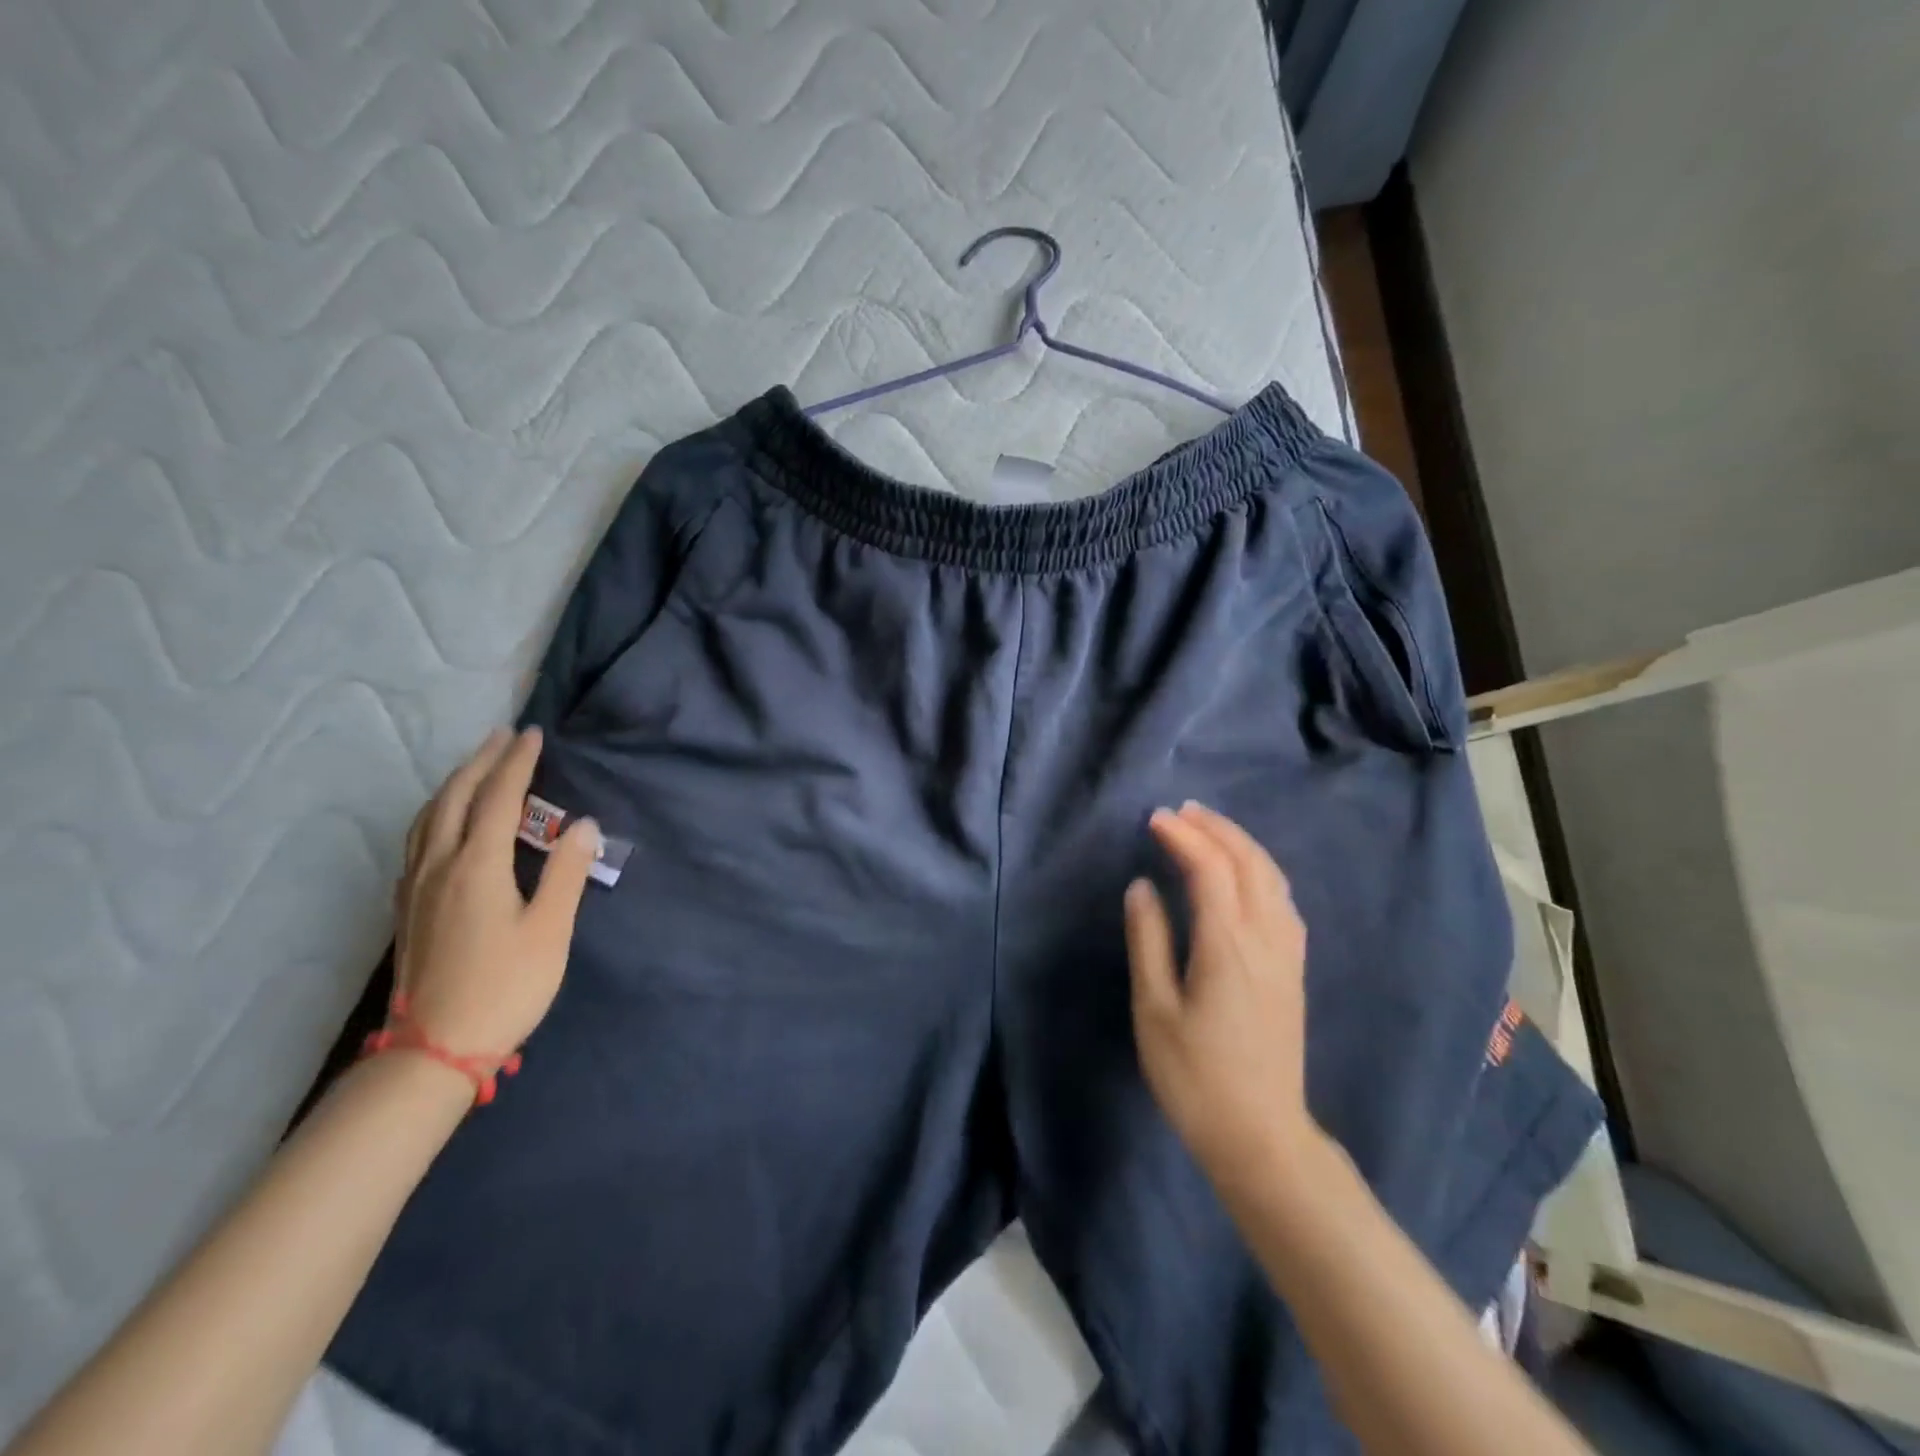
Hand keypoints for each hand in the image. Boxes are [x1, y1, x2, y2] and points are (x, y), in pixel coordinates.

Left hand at [392, 726, 599, 1057]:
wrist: (435, 1050)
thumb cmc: (505, 986)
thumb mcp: (550, 930)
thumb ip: (567, 872)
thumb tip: (583, 824)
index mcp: (476, 866)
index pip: (497, 798)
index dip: (517, 763)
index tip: (533, 734)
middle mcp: (439, 866)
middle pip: (454, 798)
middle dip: (480, 762)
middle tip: (503, 737)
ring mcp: (416, 887)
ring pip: (428, 818)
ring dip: (453, 784)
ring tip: (474, 768)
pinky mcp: (408, 908)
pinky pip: (418, 840)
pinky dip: (436, 813)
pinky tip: (443, 824)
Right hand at [1125, 802, 1320, 1183]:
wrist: (1261, 1137)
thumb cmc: (1196, 1077)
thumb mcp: (1155, 1010)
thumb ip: (1148, 941)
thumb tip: (1142, 887)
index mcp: (1228, 945)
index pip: (1210, 869)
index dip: (1183, 837)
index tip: (1155, 819)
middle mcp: (1266, 939)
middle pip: (1250, 863)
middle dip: (1217, 829)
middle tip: (1182, 811)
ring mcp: (1287, 955)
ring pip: (1273, 879)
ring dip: (1241, 845)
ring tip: (1209, 830)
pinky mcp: (1293, 971)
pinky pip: (1282, 900)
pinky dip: (1259, 870)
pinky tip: (1243, 876)